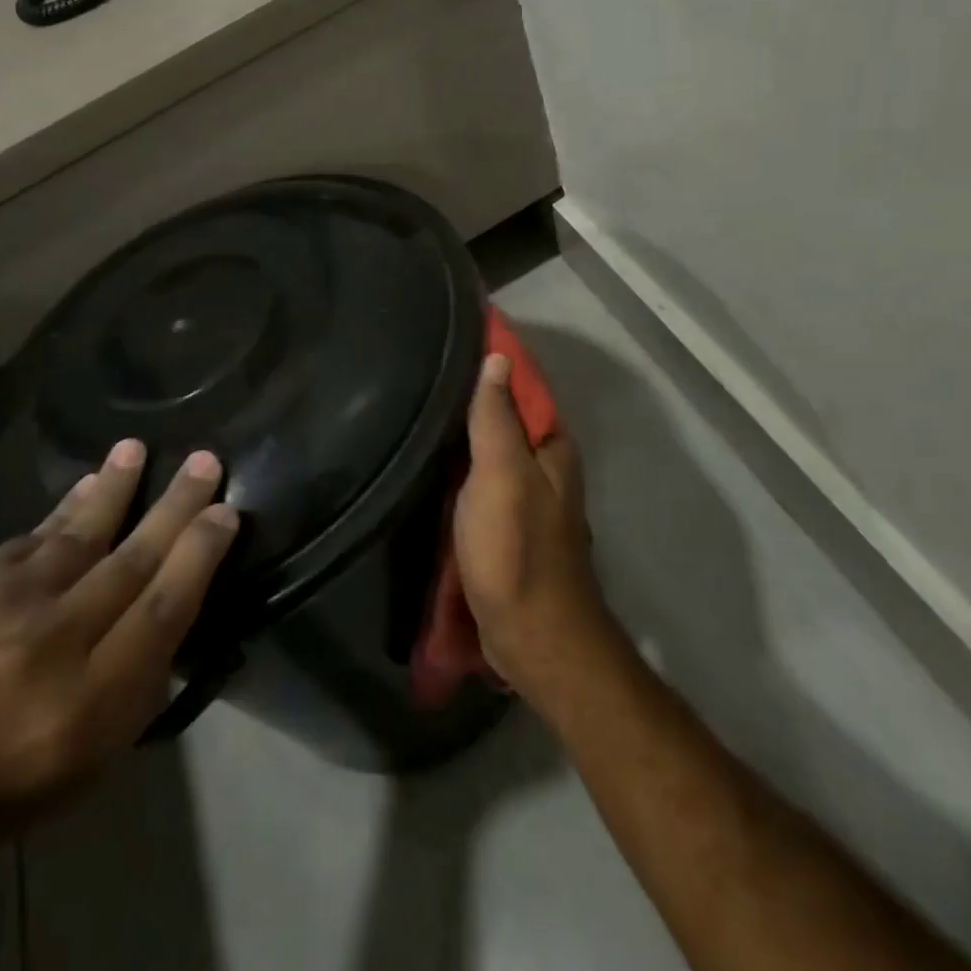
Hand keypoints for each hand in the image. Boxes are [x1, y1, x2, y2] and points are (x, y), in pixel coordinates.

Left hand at [0, 441, 237, 867]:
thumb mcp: (76, 771)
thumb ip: (130, 692)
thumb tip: (167, 616)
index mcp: (86, 706)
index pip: (164, 611)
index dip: (200, 556)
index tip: (226, 514)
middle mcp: (51, 642)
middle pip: (133, 560)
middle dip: (177, 506)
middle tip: (207, 461)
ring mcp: (3, 602)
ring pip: (82, 531)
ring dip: (117, 487)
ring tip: (139, 450)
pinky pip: (34, 534)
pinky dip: (67, 508)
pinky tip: (88, 485)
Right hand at [453, 352, 610, 705]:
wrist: (532, 637)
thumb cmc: (516, 550)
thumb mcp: (501, 475)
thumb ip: (497, 417)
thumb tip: (497, 356)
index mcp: (551, 446)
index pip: (523, 384)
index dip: (493, 357)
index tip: (454, 333)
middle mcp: (545, 466)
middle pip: (507, 416)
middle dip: (472, 393)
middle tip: (422, 367)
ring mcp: (526, 497)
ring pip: (492, 449)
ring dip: (464, 430)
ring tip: (418, 402)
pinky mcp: (507, 525)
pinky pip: (481, 480)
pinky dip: (460, 465)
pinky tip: (431, 458)